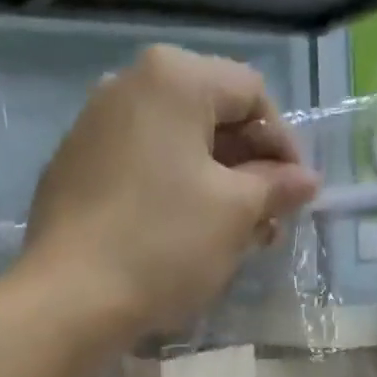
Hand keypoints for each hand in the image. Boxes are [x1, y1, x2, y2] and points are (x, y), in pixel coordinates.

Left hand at [24, 45, 319, 336]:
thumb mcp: (234, 215)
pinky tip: (183, 239)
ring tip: (233, 239)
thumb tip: (307, 179)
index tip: (297, 196)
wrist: (70, 298)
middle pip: (210, 118)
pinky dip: (172, 195)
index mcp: (173, 78)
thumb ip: (275, 187)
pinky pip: (140, 170)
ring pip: (175, 148)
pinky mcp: (73, 170)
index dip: (285, 145)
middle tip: (269, 224)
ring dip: (214, 188)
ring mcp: (93, 127)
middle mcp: (128, 85)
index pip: (252, 94)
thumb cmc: (163, 245)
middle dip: (249, 170)